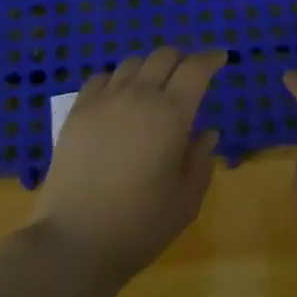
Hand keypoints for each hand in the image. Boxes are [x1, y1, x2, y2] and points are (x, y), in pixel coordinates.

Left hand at [29, 48, 226, 278]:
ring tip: (154, 85)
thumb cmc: (141, 225)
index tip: (220, 58)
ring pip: (132, 63)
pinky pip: (101, 78)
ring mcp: (104, 100)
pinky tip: (119, 96)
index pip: (196, 69)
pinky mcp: (77, 111)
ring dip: (150, 67)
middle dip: (182, 58)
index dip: (210, 59)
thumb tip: (208, 133)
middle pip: (164, 56)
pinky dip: (117, 79)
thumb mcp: (186, 200)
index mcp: (172, 114)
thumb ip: (201, 161)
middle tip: (190, 73)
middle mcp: (138, 96)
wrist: (76, 240)